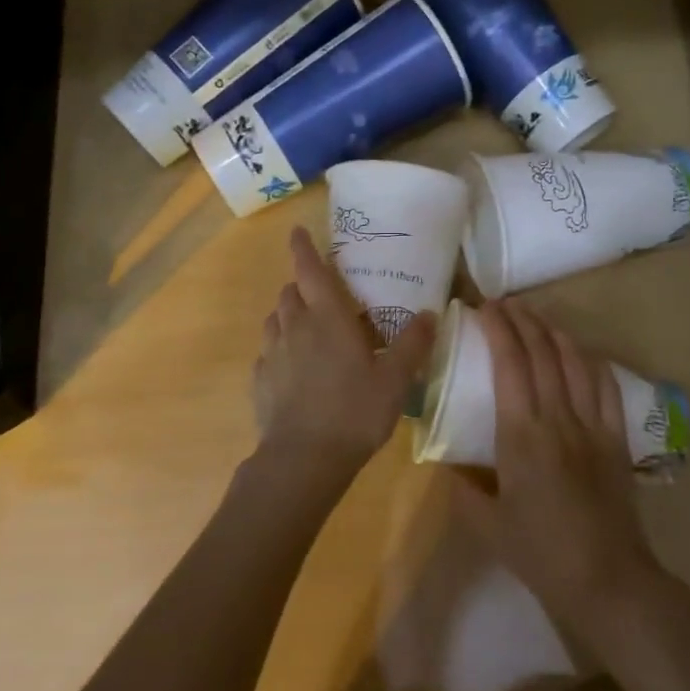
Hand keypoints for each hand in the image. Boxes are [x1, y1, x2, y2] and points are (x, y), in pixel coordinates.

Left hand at [250, 227, 436, 497]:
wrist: (304, 459)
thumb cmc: (354, 411)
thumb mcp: (395, 379)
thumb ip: (412, 344)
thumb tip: (429, 314)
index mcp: (327, 318)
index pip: (310, 270)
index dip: (303, 248)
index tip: (297, 231)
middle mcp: (295, 327)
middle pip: (290, 292)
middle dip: (302, 286)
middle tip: (322, 295)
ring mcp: (272, 354)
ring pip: (275, 320)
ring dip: (289, 315)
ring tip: (308, 330)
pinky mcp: (260, 381)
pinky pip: (267, 353)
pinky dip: (279, 350)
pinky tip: (293, 369)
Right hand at [451, 300, 664, 641]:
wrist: (606, 579)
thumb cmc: (539, 553)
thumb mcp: (486, 524)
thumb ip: (461, 487)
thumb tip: (443, 461)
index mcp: (522, 435)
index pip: (510, 364)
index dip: (498, 329)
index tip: (484, 308)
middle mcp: (558, 418)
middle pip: (542, 352)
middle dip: (523, 320)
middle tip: (505, 303)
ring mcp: (592, 425)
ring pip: (575, 362)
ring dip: (555, 332)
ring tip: (537, 317)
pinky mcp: (616, 437)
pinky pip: (606, 387)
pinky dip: (591, 361)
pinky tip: (580, 352)